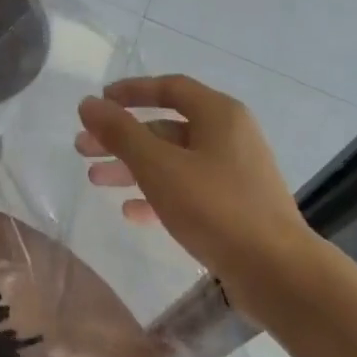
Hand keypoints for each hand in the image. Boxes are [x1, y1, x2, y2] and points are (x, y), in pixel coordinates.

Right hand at [76, 75, 313, 294]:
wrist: (273, 268)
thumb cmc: (215, 208)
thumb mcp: (160, 167)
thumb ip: (121, 134)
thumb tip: (88, 104)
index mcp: (219, 115)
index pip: (170, 88)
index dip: (131, 92)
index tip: (98, 103)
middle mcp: (229, 137)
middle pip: (166, 128)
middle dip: (123, 138)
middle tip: (83, 149)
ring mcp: (233, 173)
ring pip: (174, 162)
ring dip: (134, 169)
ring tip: (96, 180)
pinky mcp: (233, 206)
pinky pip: (188, 191)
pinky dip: (158, 196)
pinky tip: (131, 213)